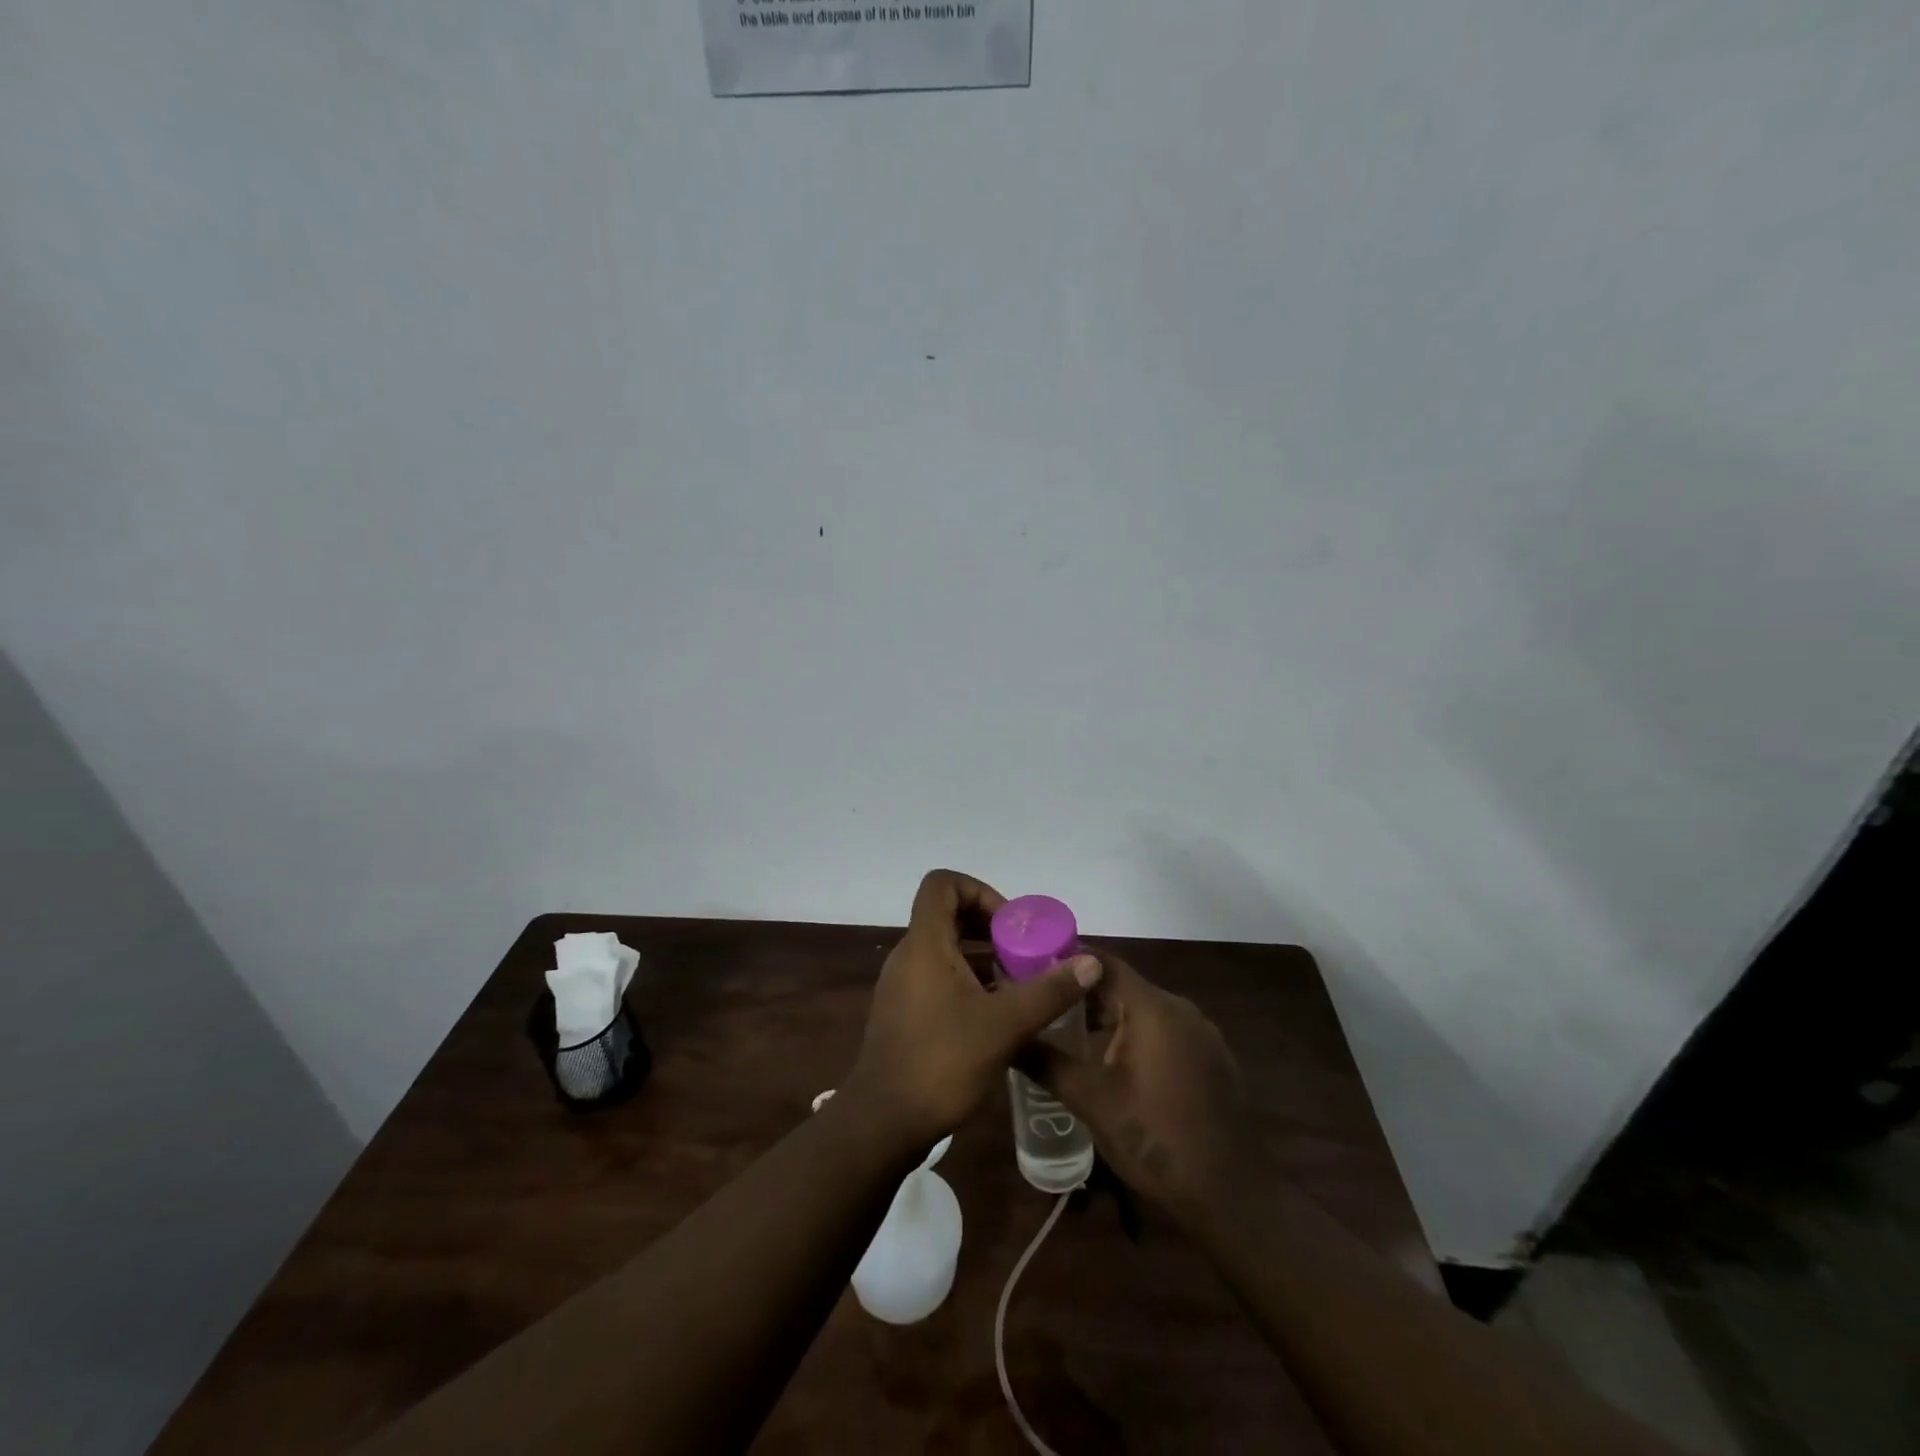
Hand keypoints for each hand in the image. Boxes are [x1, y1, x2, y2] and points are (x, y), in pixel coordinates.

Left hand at [845, 870, 1102, 1152]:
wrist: (884, 1123)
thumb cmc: (942, 1062)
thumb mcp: (1005, 1026)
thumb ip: (1049, 991)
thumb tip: (1091, 962)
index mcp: (924, 944)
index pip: (942, 884)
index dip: (979, 890)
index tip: (1010, 924)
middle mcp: (908, 955)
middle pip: (946, 914)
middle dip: (989, 925)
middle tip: (1023, 951)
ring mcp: (902, 984)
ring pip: (943, 948)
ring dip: (981, 955)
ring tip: (1017, 982)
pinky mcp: (903, 1011)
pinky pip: (937, 975)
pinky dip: (967, 980)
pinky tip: (996, 1012)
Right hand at [1021, 950, 1254, 1227]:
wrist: (1231, 1197)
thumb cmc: (1156, 1140)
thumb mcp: (1092, 1102)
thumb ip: (1046, 1063)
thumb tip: (1007, 1039)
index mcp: (1153, 1007)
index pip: (1102, 962)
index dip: (1065, 962)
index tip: (1032, 972)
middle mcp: (1180, 1008)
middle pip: (1122, 986)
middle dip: (1081, 995)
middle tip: (1042, 1008)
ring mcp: (1201, 1034)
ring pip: (1143, 1010)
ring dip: (1108, 1018)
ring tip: (1068, 1037)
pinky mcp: (1212, 1059)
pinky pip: (1164, 1032)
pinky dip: (1135, 1037)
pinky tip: (1113, 1065)